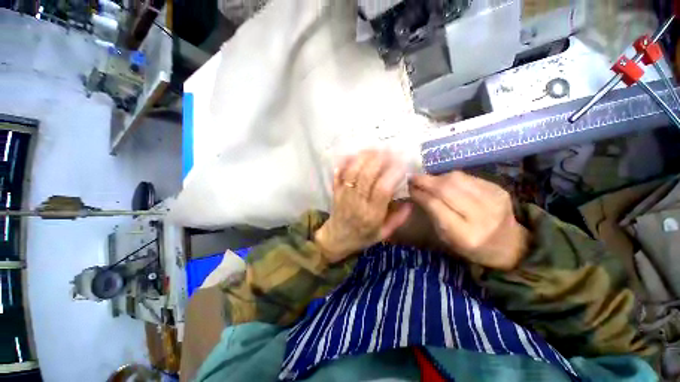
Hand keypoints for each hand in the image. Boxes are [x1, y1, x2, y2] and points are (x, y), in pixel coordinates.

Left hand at [315, 151, 412, 262]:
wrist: (336, 239)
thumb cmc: (362, 236)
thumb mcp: (383, 234)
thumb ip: (398, 219)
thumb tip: (411, 202)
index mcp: (372, 215)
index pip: (382, 190)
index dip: (392, 174)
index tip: (401, 164)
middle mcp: (357, 202)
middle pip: (366, 176)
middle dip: (378, 160)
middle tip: (389, 150)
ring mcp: (344, 195)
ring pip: (352, 172)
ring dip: (363, 157)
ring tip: (374, 148)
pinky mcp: (335, 191)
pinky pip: (338, 174)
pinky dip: (344, 163)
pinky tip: (352, 154)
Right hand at [409, 172, 528, 269]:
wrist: (508, 245)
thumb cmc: (470, 245)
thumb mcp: (446, 237)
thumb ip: (432, 214)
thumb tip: (416, 191)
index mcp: (465, 235)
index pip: (435, 205)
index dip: (420, 193)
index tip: (409, 187)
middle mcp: (482, 216)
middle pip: (446, 189)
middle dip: (426, 181)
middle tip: (413, 178)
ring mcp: (494, 200)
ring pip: (457, 179)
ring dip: (437, 177)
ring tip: (427, 179)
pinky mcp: (499, 189)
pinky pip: (468, 177)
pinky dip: (451, 177)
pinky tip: (444, 181)